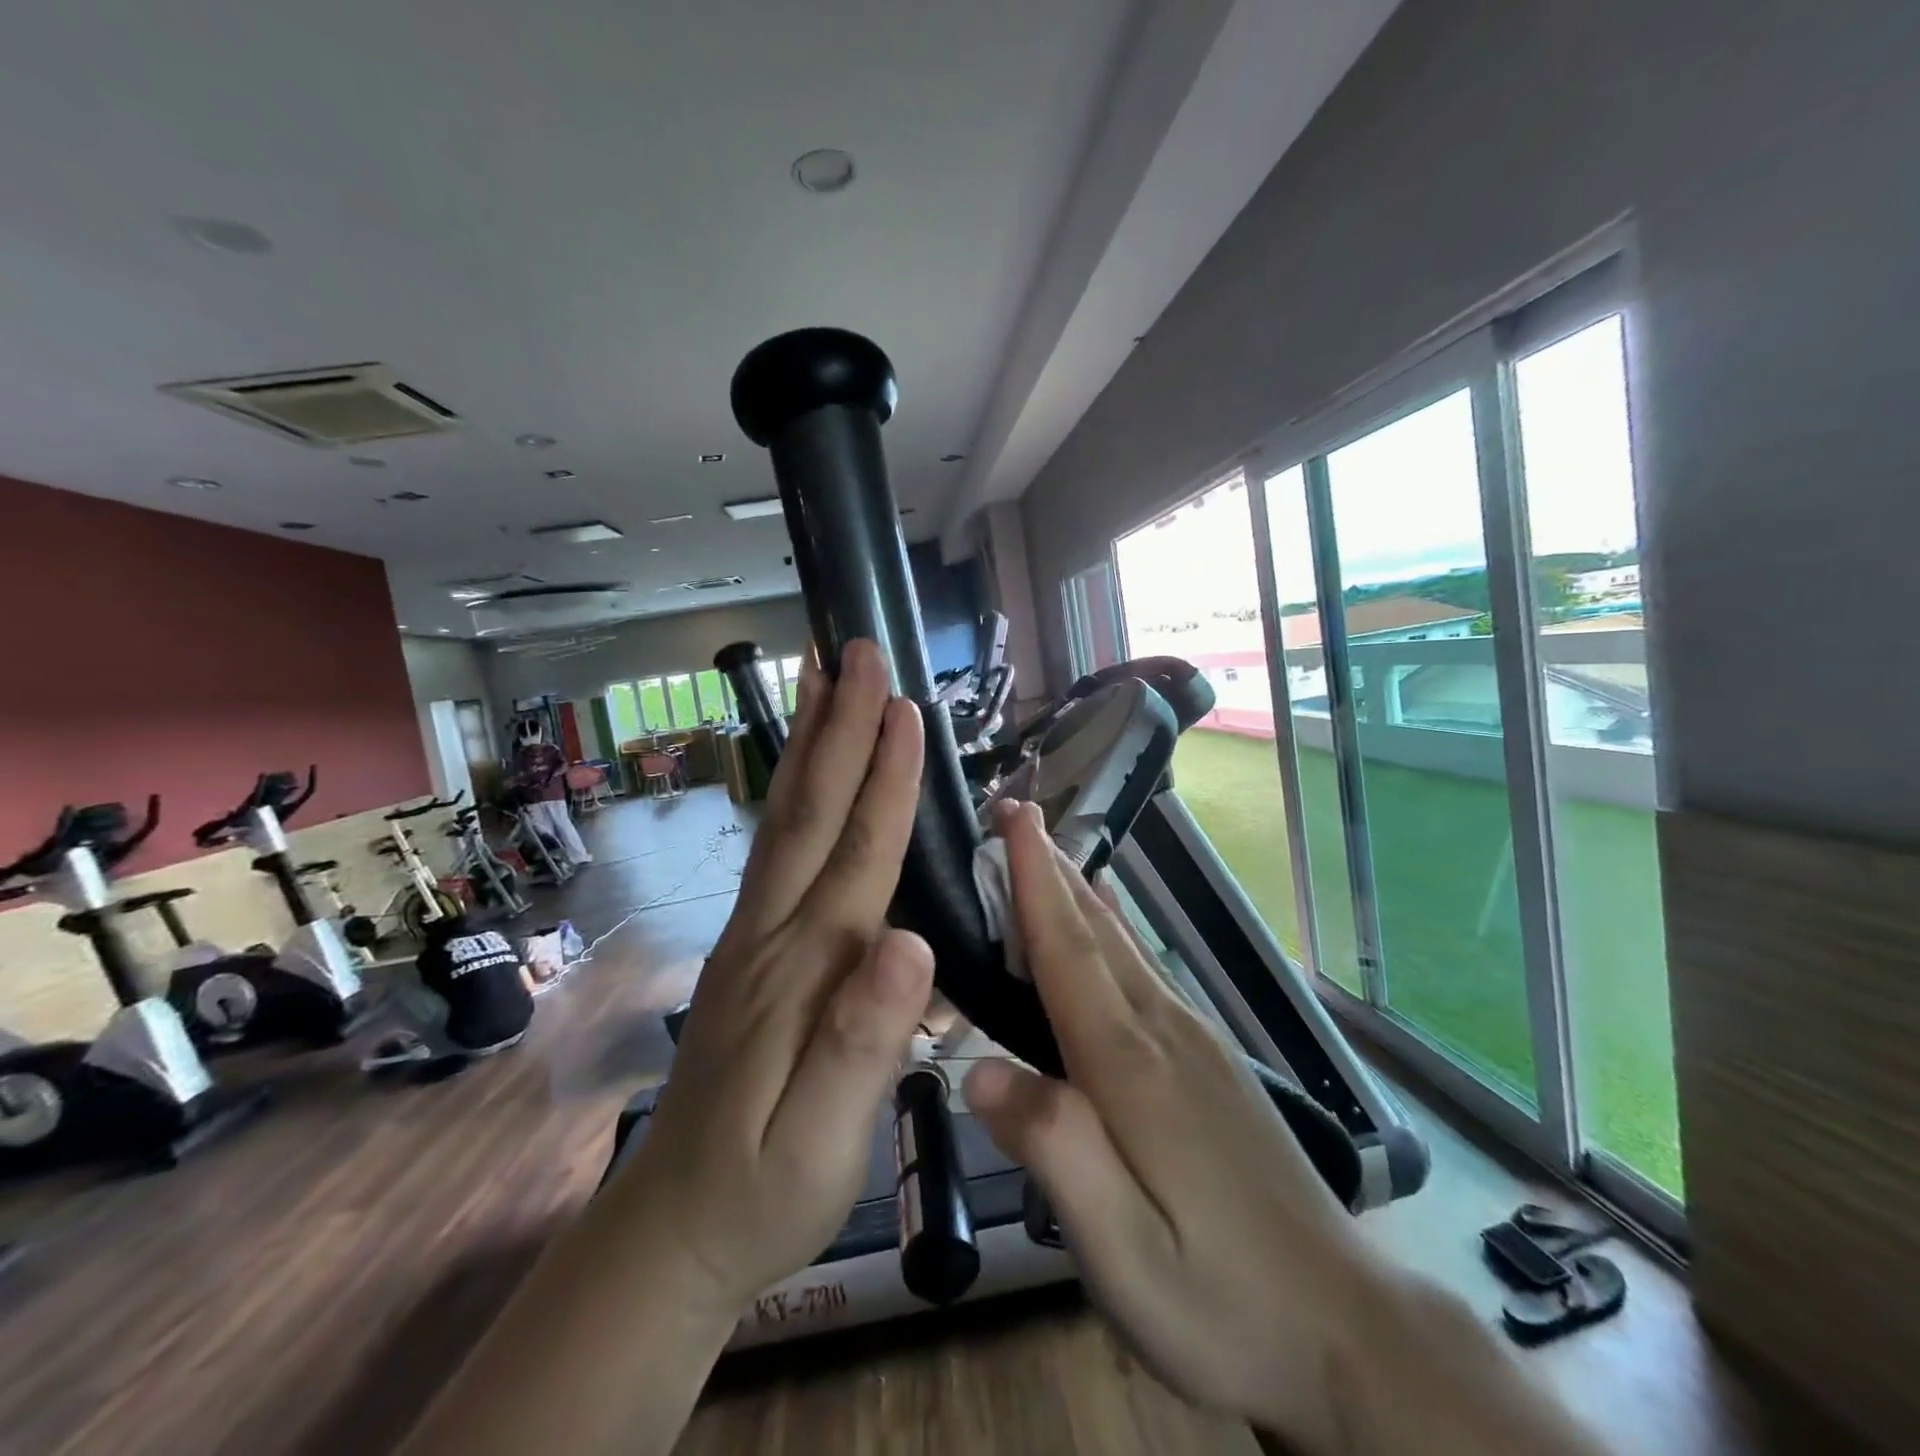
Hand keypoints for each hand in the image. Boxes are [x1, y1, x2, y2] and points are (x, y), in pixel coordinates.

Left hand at [604, 640, 934, 1322]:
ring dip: (808, 741)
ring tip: (818, 674)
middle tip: (854, 648)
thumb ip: (865, 1042)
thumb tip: (913, 942)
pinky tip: (803, 767)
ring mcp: (754, 934)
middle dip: (839, 725)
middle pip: (811, 812)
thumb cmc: (764, 1190)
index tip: (904, 706)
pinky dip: (794, 790)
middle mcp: (775, 931)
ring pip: (785, 819)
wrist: (674, 1228)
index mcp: (808, 968)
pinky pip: (776, 848)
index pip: (857, 854)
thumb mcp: (823, 1141)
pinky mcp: (749, 946)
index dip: (885, 779)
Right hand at [963, 800, 1371, 1450]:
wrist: (1348, 1331)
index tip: (1014, 820)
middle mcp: (1165, 1032)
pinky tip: (1104, 928)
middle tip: (1017, 814)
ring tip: (1046, 853)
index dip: (1034, 884)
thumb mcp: (1124, 1254)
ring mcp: (1196, 1042)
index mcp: (1133, 1068)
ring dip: (1078, 893)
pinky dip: (1110, 932)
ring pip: (1124, 946)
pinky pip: (1144, 971)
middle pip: (1097, 933)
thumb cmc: (1223, 1301)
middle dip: (1051, 870)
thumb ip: (1054, 1152)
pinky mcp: (1211, 1062)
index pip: (1070, 954)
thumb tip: (977, 1070)